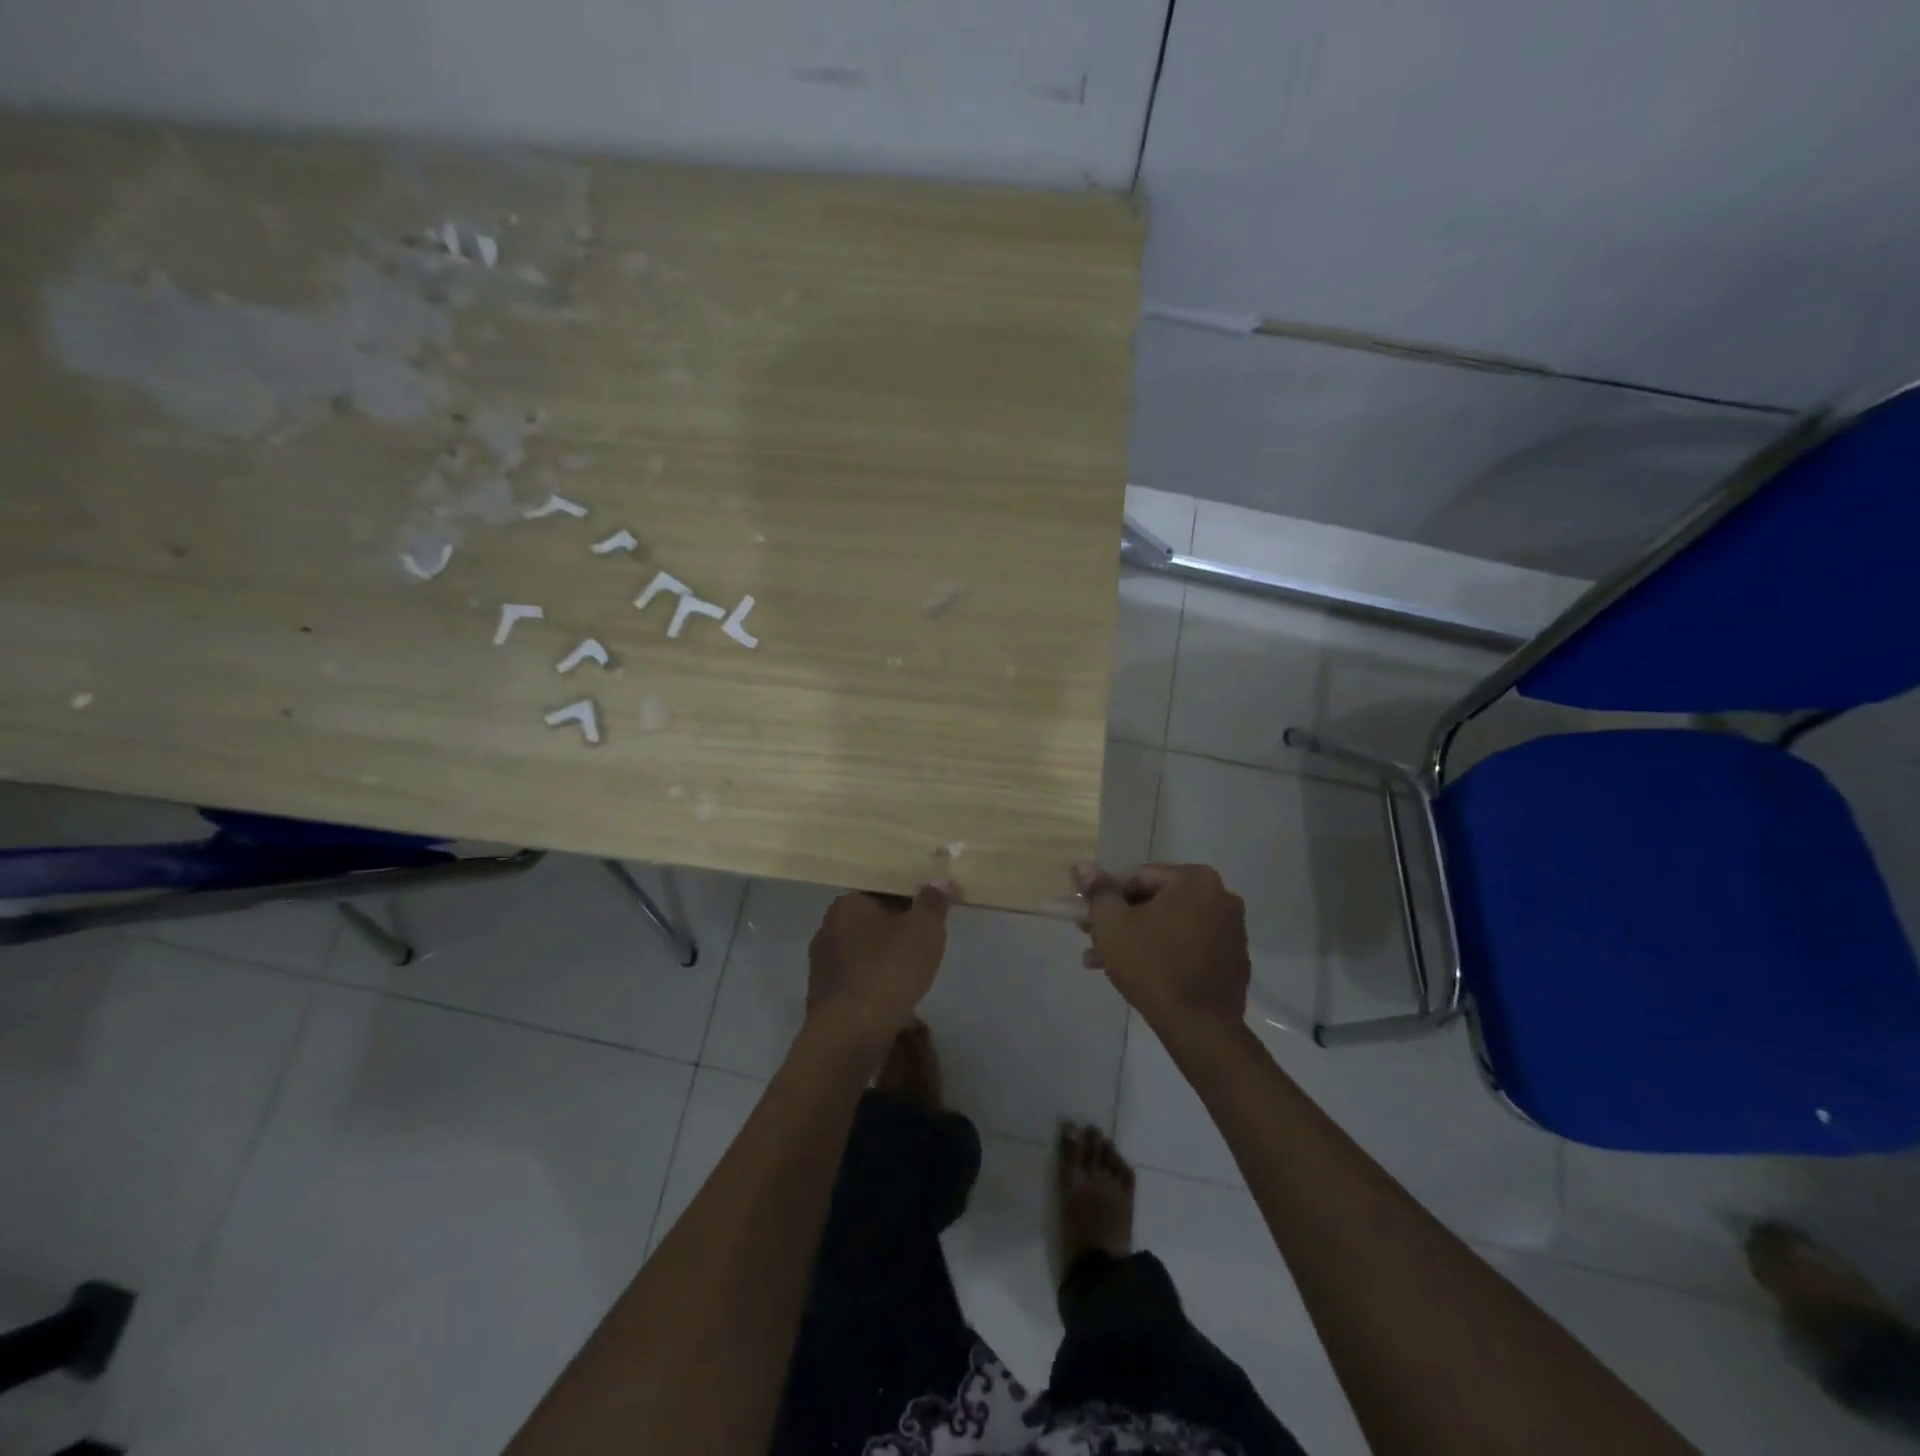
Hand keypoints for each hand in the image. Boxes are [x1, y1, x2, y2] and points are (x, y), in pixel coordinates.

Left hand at [806, 883, 953, 1045]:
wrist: (852, 1034)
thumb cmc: (889, 970)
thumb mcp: (924, 929)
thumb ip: (933, 902)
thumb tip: (939, 879)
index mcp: (847, 904)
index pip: (883, 891)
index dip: (911, 900)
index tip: (931, 915)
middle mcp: (827, 928)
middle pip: (871, 922)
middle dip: (897, 931)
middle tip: (925, 944)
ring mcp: (821, 965)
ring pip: (862, 953)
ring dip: (884, 959)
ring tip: (912, 973)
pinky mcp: (823, 997)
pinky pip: (856, 980)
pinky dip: (874, 983)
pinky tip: (892, 997)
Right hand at [1074, 862, 1249, 1037]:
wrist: (1199, 1027)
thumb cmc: (1152, 965)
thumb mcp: (1112, 924)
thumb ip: (1098, 891)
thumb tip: (1083, 865)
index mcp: (1196, 880)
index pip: (1139, 877)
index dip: (1107, 895)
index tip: (1087, 916)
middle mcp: (1221, 897)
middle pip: (1156, 901)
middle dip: (1121, 919)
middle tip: (1091, 937)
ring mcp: (1232, 931)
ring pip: (1170, 926)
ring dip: (1136, 939)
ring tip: (1102, 961)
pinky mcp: (1233, 961)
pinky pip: (1189, 947)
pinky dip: (1163, 953)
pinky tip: (1135, 973)